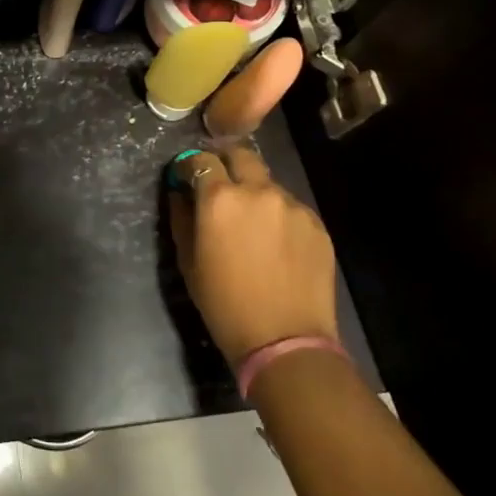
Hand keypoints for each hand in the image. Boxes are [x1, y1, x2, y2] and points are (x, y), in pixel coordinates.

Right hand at [168, 144, 336, 364]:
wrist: (284, 339)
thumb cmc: (224, 303)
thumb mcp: (188, 261)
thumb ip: (182, 217)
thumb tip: (180, 193)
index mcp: (220, 199)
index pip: (201, 160)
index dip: (189, 166)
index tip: (185, 177)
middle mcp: (258, 191)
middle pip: (240, 155)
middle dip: (225, 163)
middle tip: (218, 185)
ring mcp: (292, 205)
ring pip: (268, 183)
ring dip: (254, 192)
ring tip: (251, 224)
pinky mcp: (316, 223)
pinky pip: (290, 207)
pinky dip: (277, 215)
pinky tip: (276, 245)